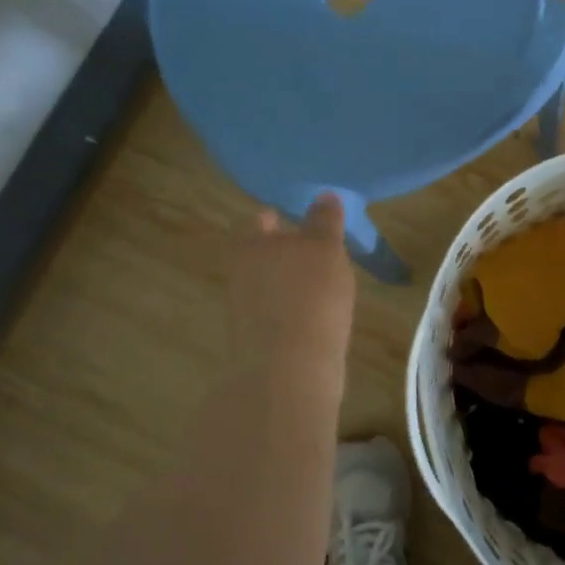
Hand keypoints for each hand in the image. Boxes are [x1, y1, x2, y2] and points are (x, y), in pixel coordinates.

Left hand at [225, 194, 356, 389]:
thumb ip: (324, 221)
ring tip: (321, 286)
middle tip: (316, 253)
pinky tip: (316, 317)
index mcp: (250, 245)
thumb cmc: (310, 296)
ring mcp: (244, 311)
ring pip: (267, 285)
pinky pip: (275, 314)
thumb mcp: (324, 249)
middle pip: (261, 254)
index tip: (301, 221)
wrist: (290, 370)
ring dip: (288, 283)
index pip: (259, 221)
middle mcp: (239, 274)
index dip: (279, 218)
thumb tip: (324, 195)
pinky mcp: (255, 342)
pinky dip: (291, 311)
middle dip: (283, 252)